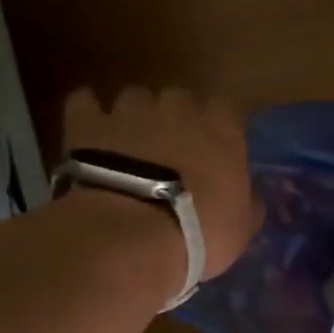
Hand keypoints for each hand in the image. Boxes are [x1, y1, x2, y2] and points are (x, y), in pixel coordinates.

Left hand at [60, 87, 260, 285]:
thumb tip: (248, 196)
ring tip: (130, 145)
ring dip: (135, 116)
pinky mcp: (87, 124)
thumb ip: (248, 202)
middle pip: (180, 98)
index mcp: (222, 129)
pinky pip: (85, 102)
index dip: (219, 127)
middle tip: (172, 150)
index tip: (216, 149)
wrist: (131, 235)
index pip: (227, 109)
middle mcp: (178, 108)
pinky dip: (89, 113)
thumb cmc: (200, 231)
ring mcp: (130, 112)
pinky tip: (91, 132)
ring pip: (135, 97)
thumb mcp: (242, 226)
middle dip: (176, 118)